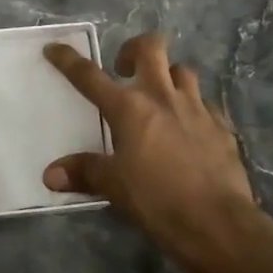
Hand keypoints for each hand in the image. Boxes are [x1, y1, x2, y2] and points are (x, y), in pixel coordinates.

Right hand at [43, 32, 264, 265]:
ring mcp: (197, 108)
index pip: (90, 76)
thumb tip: (50, 174)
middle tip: (124, 68)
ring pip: (182, 71)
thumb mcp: (114, 187)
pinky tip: (190, 127)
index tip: (54, 48)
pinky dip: (194, 108)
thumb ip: (84, 172)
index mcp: (129, 108)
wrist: (218, 224)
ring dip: (168, 76)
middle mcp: (162, 97)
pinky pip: (206, 104)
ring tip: (159, 96)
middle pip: (150, 48)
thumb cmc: (158, 200)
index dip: (68, 60)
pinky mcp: (222, 126)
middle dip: (134, 48)